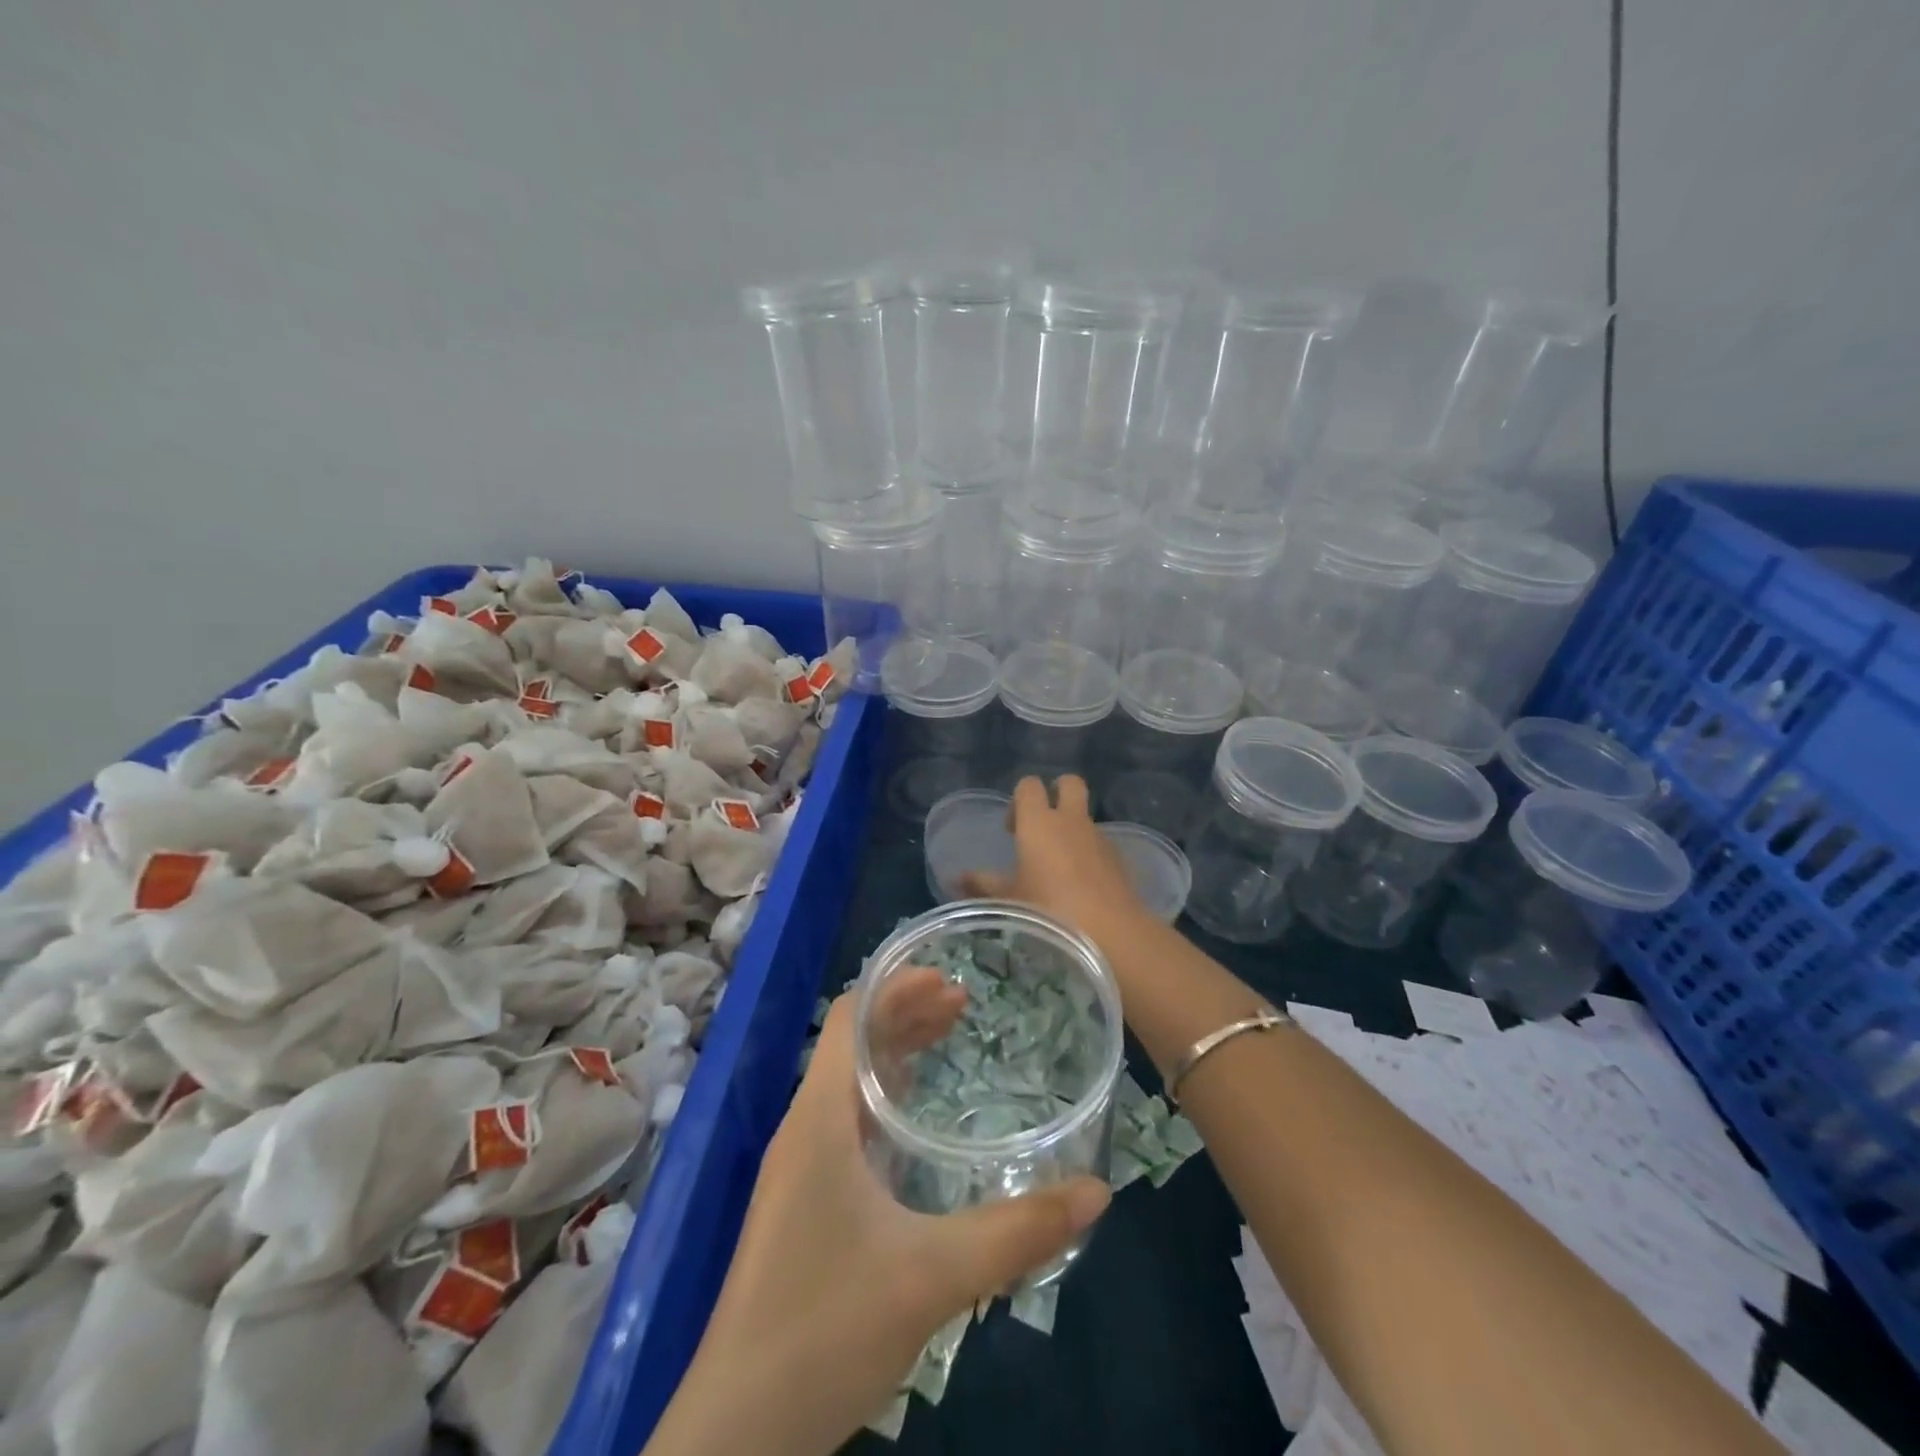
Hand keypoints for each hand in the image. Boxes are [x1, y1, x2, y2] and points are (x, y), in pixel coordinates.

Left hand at [645, 973, 1110, 1455]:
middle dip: (905, 1014)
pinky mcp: (802, 1202)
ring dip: (895, 1053)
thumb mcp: (932, 1276)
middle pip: (851, 1042)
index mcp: (819, 1118)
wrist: (737, 1434)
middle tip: (965, 1005)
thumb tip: (1097, 1191)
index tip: (950, 979)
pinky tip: (917, 1120)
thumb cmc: (825, 1329)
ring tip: (948, 1040)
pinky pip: (845, 1121)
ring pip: (847, 1082)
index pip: (848, 1017)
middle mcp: (803, 1128)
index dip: (895, 987)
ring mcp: (798, 1167)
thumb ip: (1017, 1232)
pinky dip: (884, 1097)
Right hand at [962, 775, 1148, 947]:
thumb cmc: (1049, 911)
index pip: (1029, 785)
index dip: (1019, 799)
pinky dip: (1090, 854)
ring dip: (1073, 829)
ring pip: (1085, 817)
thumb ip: (983, 885)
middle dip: (1057, 793)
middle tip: (1042, 825)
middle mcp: (1071, 821)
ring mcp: (1099, 837)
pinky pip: (1100, 845)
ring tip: (1059, 867)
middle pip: (1069, 783)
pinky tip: (1082, 887)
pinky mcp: (1120, 859)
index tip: (1011, 829)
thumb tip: (959, 878)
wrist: (1111, 933)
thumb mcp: (1008, 900)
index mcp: (1038, 822)